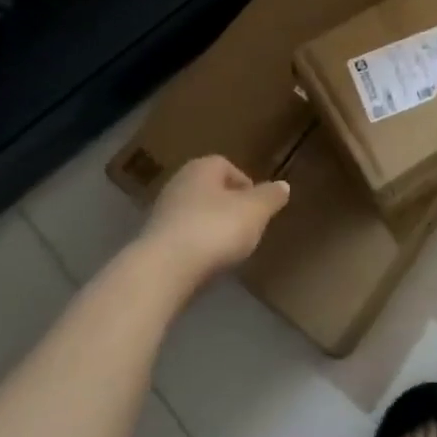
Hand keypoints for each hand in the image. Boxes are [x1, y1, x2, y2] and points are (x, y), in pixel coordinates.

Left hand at [142, 156, 289, 288]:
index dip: (247, 186)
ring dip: (212, 228)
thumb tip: (283, 185)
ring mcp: (162, 212)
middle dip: (229, 207)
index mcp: (203, 167)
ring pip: (196, 214)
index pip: (228, 166)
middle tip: (246, 228)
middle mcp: (179, 183)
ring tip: (228, 249)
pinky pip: (183, 238)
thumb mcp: (256, 211)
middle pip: (211, 191)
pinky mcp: (153, 241)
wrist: (164, 269)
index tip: (259, 208)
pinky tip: (206, 264)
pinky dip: (196, 247)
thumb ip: (271, 197)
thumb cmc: (215, 228)